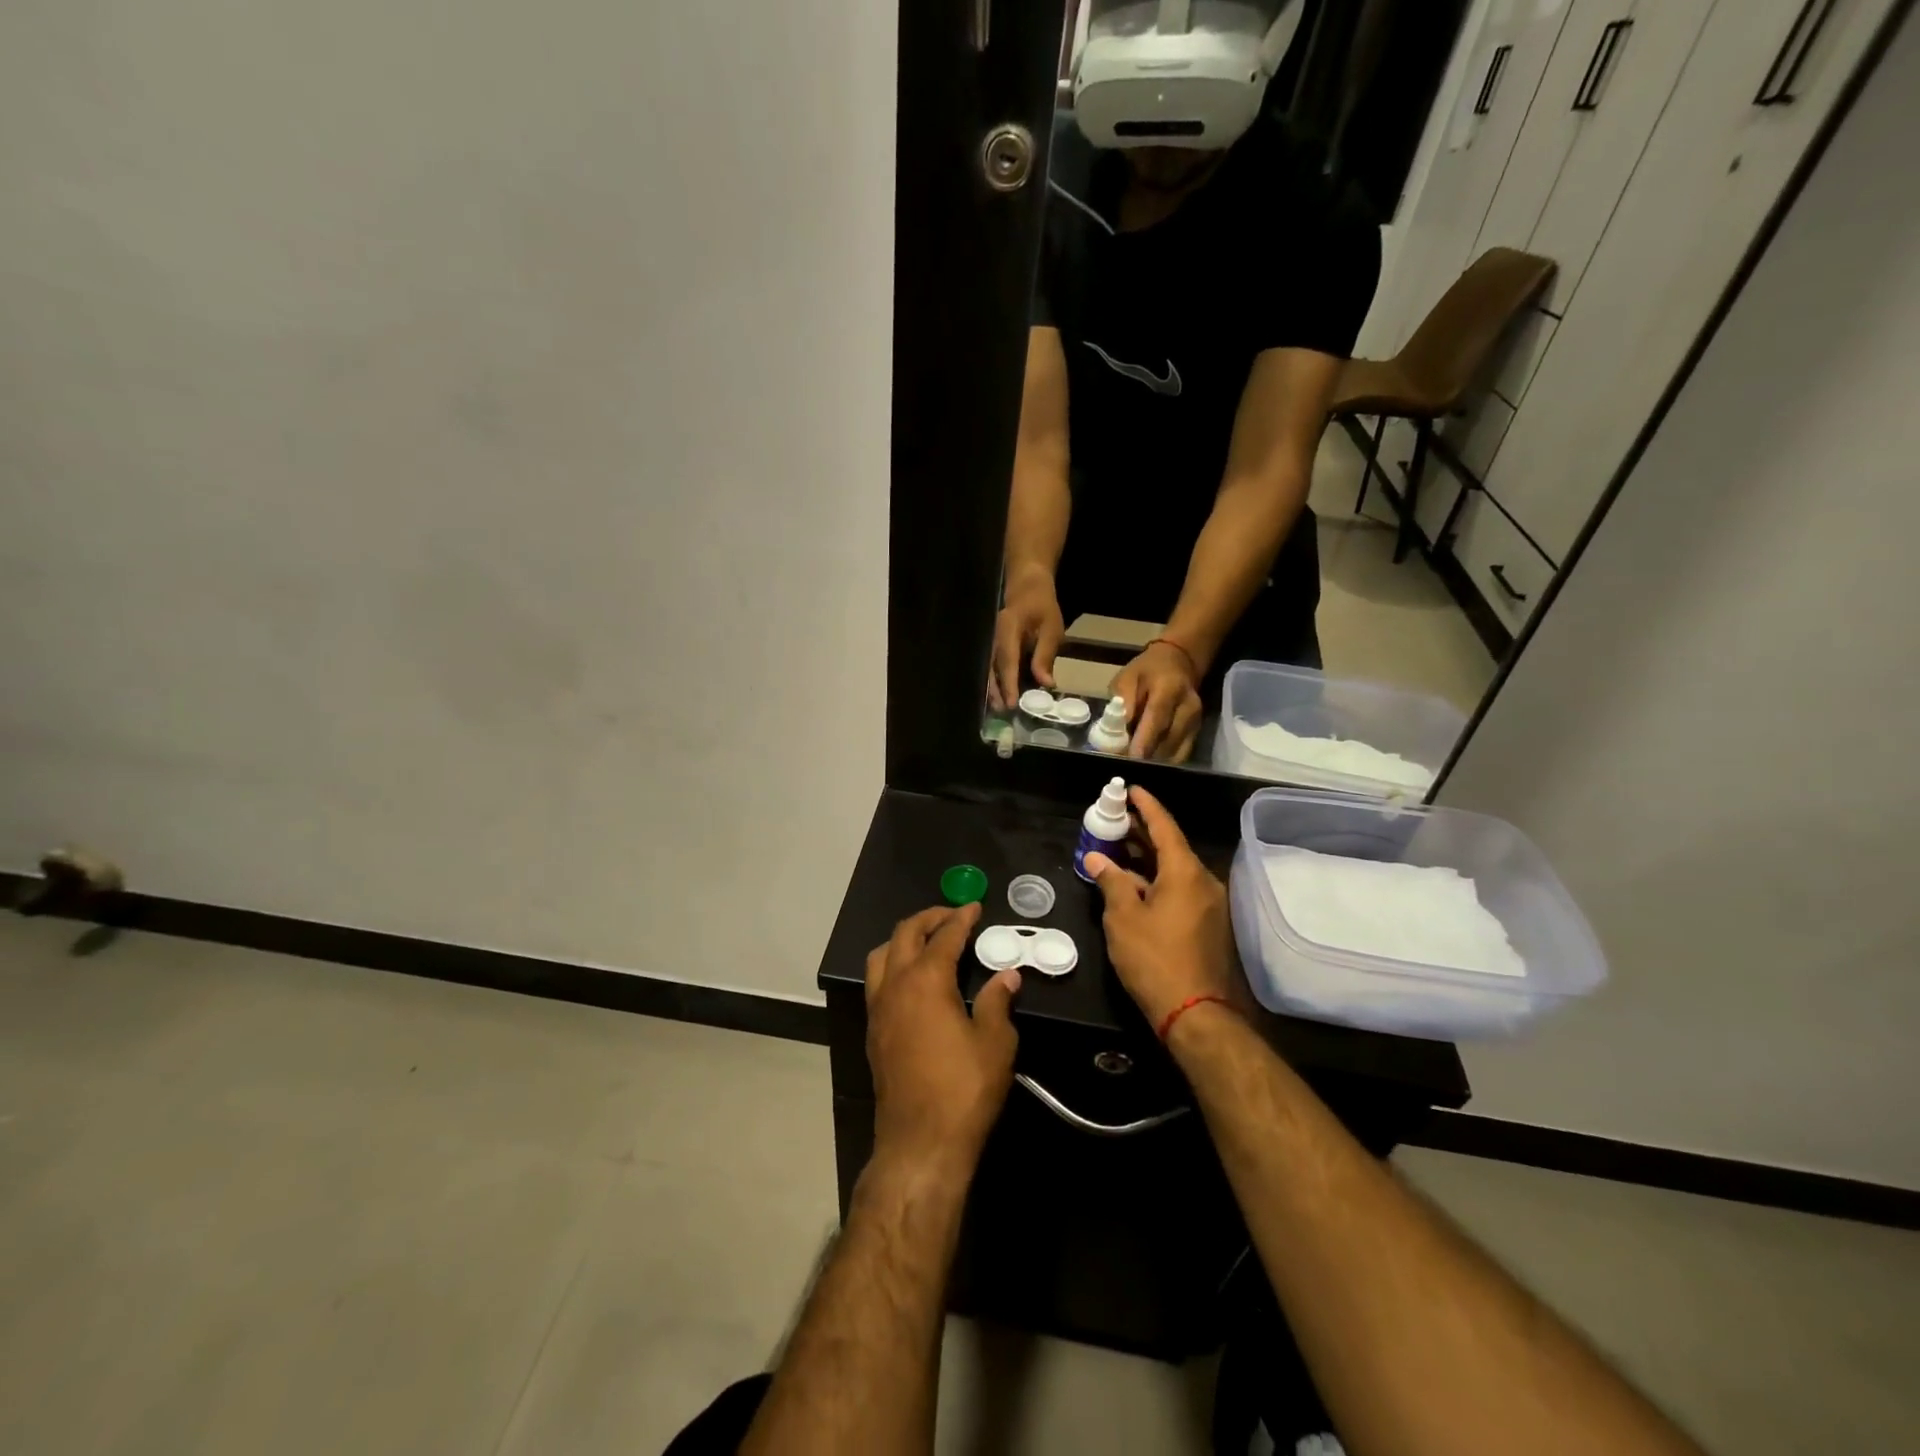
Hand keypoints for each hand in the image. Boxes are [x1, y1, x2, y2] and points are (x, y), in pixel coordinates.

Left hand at [865, 903, 1021, 1173]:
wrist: (920, 1142)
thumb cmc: (964, 1089)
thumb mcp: (995, 1043)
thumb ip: (999, 1002)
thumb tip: (1007, 976)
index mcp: (926, 981)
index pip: (944, 936)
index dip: (961, 918)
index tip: (975, 906)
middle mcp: (895, 986)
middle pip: (905, 934)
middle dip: (929, 918)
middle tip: (953, 916)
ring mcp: (879, 1009)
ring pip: (881, 955)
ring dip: (904, 939)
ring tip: (928, 941)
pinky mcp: (873, 1031)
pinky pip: (877, 981)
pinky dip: (893, 964)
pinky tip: (913, 979)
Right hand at [988, 569, 1064, 710]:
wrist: (1027, 586)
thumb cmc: (1042, 606)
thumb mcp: (1051, 628)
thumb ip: (1045, 655)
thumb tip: (1046, 684)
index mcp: (1008, 628)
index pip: (1007, 660)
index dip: (1009, 682)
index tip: (1011, 703)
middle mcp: (994, 636)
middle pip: (992, 667)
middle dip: (996, 690)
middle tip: (1002, 712)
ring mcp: (991, 641)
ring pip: (989, 668)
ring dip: (993, 689)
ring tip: (999, 708)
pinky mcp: (994, 646)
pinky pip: (992, 666)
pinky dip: (995, 681)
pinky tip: (1000, 695)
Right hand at [1083, 786, 1233, 1030]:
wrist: (1196, 1013)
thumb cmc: (1155, 959)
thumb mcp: (1123, 918)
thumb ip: (1111, 882)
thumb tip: (1097, 859)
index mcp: (1186, 873)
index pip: (1165, 827)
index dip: (1146, 806)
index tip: (1131, 789)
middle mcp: (1204, 882)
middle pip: (1172, 847)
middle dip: (1144, 832)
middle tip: (1117, 818)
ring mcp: (1211, 905)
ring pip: (1176, 872)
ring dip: (1148, 860)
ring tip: (1119, 850)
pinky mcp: (1209, 926)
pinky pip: (1181, 891)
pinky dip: (1158, 882)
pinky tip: (1135, 888)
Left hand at [1109, 641, 1203, 761]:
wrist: (1178, 663)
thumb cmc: (1147, 671)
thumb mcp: (1127, 677)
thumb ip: (1123, 701)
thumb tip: (1118, 729)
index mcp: (1170, 689)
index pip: (1158, 719)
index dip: (1144, 741)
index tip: (1129, 759)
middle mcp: (1189, 707)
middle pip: (1168, 740)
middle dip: (1146, 757)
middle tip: (1124, 766)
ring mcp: (1196, 722)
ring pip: (1175, 752)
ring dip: (1153, 761)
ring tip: (1132, 766)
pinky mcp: (1197, 733)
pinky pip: (1180, 754)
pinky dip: (1163, 762)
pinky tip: (1147, 763)